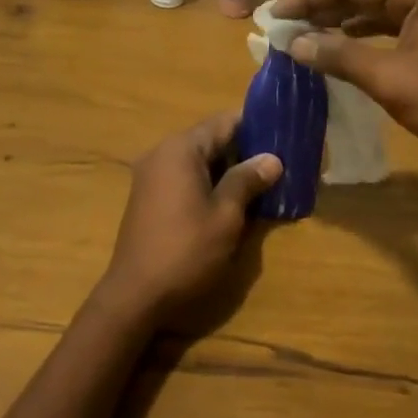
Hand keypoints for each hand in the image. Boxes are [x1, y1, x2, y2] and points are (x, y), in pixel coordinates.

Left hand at [100, 113, 282, 323]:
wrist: (135, 296)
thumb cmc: (186, 250)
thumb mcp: (226, 215)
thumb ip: (247, 180)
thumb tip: (272, 158)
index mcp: (181, 149)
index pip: (224, 122)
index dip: (255, 125)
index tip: (282, 133)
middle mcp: (162, 153)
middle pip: (210, 139)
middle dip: (243, 150)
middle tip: (278, 162)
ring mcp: (151, 175)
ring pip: (198, 161)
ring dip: (227, 169)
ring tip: (262, 183)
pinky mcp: (148, 197)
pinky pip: (184, 178)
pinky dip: (208, 183)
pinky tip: (231, 201)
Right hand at [272, 0, 417, 173]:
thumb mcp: (390, 79)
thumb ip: (340, 56)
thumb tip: (294, 44)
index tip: (275, 13)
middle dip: (322, 5)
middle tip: (283, 22)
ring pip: (377, 6)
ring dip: (340, 19)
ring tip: (302, 33)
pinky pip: (391, 24)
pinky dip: (362, 34)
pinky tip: (338, 46)